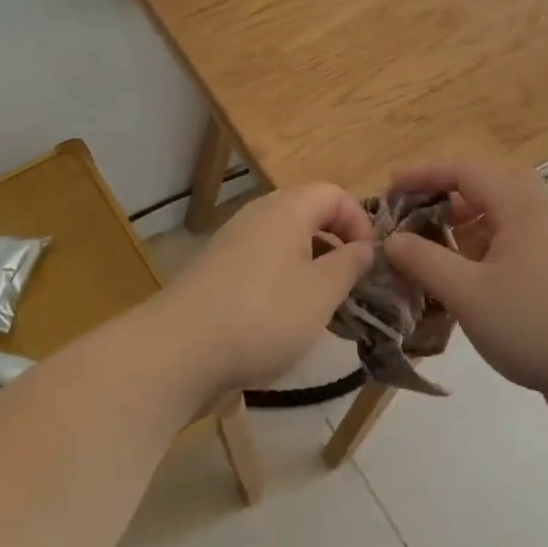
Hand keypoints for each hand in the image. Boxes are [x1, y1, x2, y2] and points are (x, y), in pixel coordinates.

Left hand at [154, 184, 373, 397]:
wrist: (177, 352)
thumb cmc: (262, 317)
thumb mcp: (321, 293)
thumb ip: (350, 264)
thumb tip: (366, 247)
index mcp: (286, 210)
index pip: (334, 194)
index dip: (360, 222)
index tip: (370, 261)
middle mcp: (258, 215)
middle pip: (309, 215)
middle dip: (337, 246)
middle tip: (352, 285)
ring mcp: (233, 242)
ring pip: (287, 242)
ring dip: (312, 267)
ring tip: (324, 307)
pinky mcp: (218, 270)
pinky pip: (264, 262)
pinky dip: (285, 280)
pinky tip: (287, 319)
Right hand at [382, 160, 547, 404]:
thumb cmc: (532, 322)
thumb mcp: (466, 292)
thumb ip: (424, 261)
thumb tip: (391, 239)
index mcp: (518, 205)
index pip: (464, 170)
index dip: (423, 174)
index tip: (390, 188)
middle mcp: (537, 213)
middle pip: (485, 186)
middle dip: (445, 196)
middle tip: (414, 214)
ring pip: (499, 217)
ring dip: (463, 224)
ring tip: (432, 247)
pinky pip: (509, 244)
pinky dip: (480, 249)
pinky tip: (463, 279)